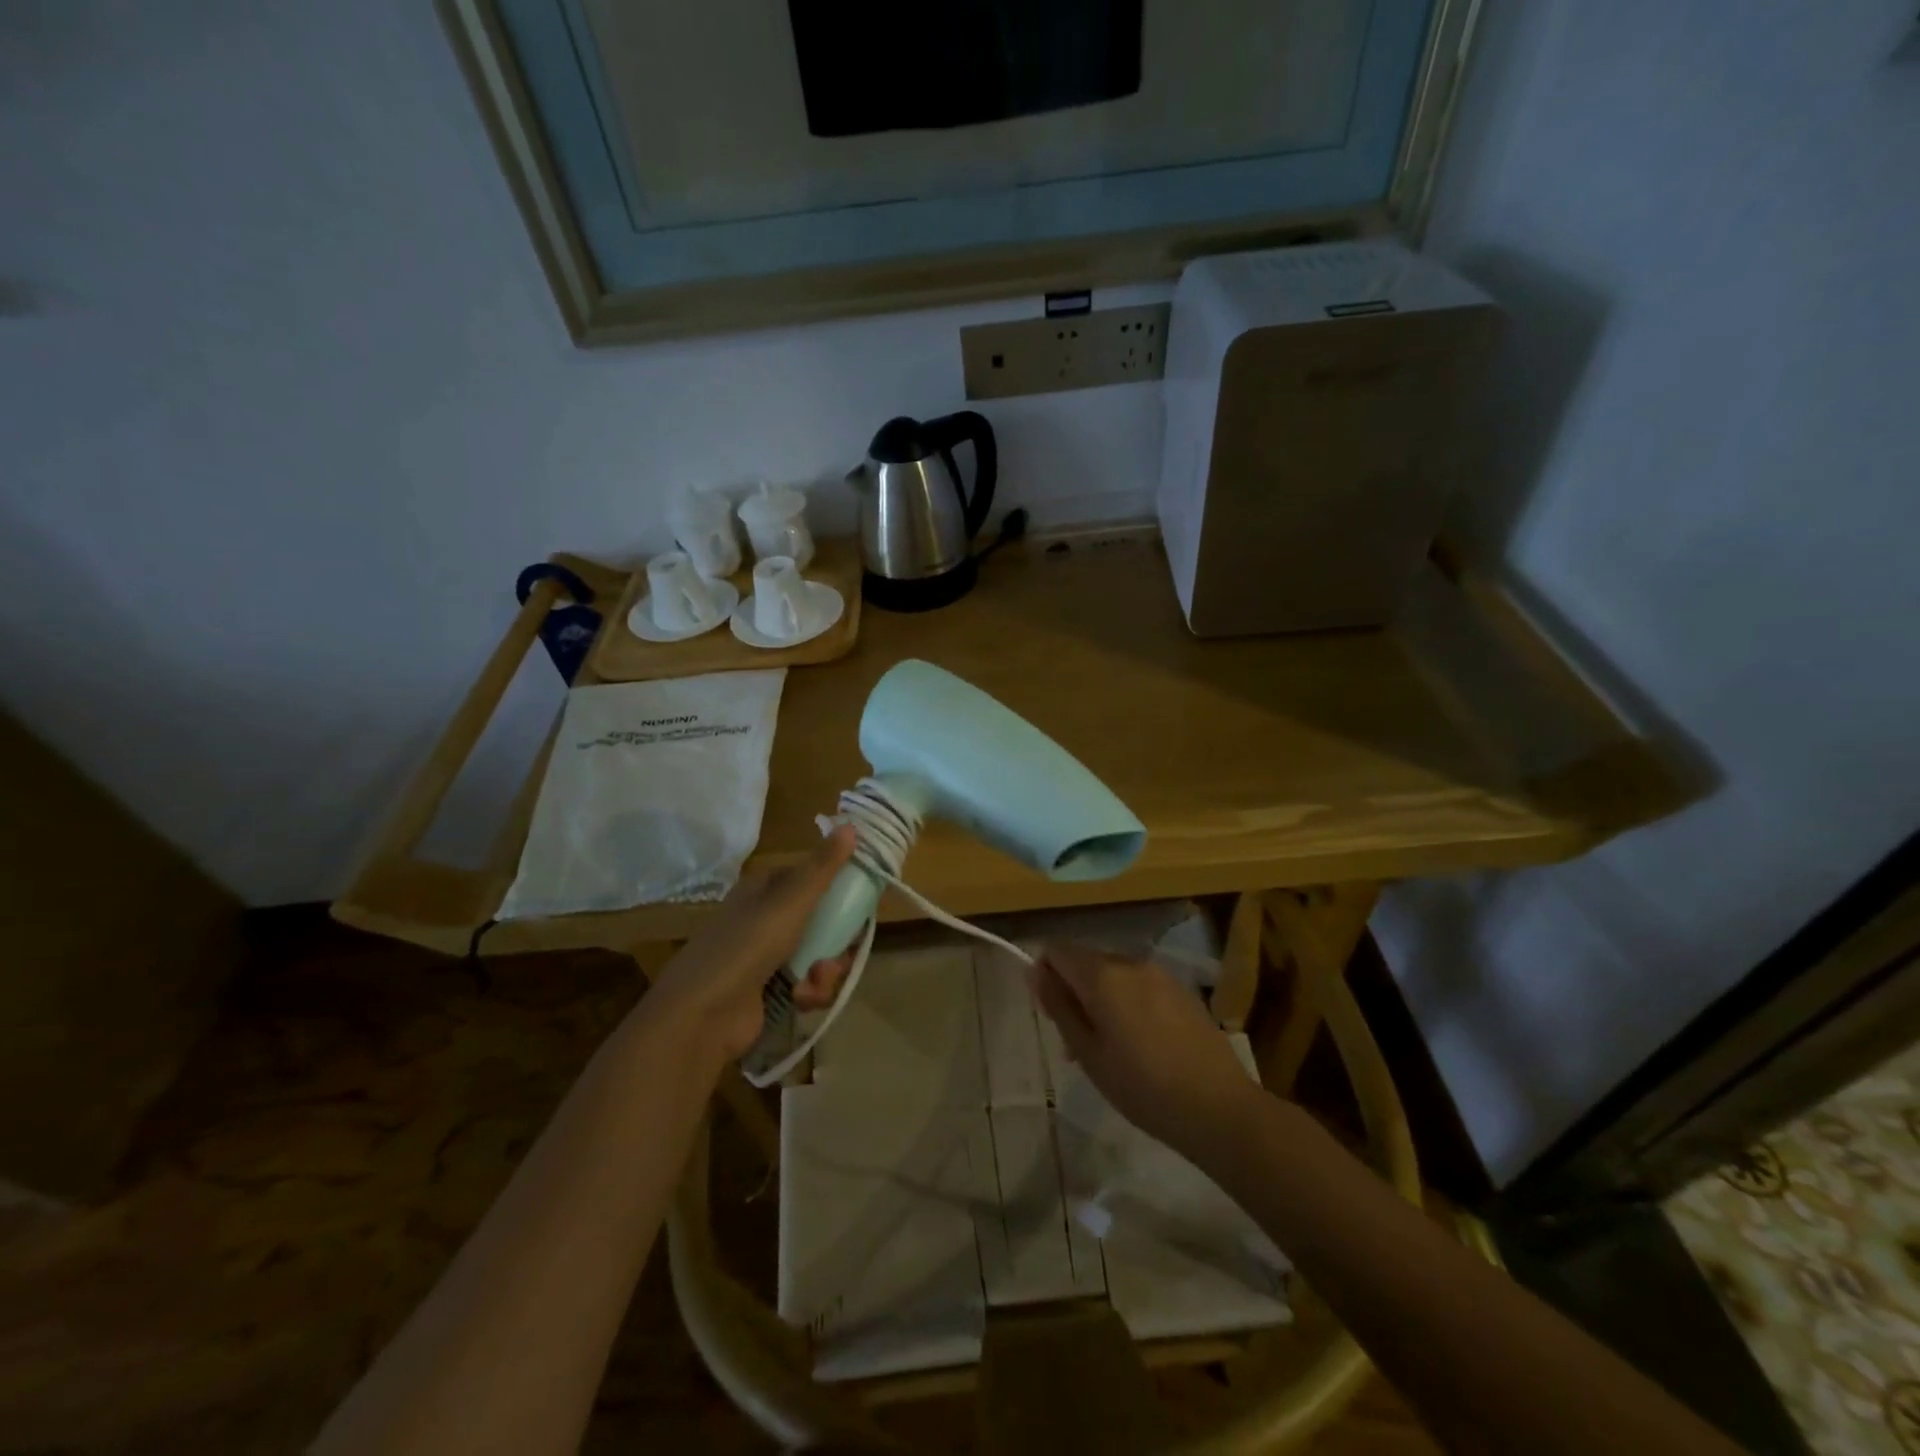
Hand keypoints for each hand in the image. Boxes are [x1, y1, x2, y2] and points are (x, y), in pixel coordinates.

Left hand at [641, 826, 859, 1064]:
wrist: (701, 1017)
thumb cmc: (746, 947)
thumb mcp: (790, 902)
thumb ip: (822, 867)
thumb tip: (850, 825)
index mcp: (765, 889)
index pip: (812, 877)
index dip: (839, 886)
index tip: (863, 898)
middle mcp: (766, 919)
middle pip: (822, 919)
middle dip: (838, 939)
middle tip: (844, 950)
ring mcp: (767, 957)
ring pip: (819, 954)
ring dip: (826, 971)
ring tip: (815, 981)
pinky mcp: (770, 992)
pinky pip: (807, 984)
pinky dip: (810, 992)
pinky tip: (802, 1000)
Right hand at [1030, 943, 1258, 1151]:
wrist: (1219, 1107)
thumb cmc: (1142, 1086)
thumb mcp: (1088, 1052)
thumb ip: (1059, 1006)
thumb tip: (1036, 971)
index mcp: (1103, 974)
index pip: (1057, 951)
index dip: (1045, 976)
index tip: (1052, 1015)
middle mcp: (1130, 962)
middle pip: (1086, 961)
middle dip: (1073, 991)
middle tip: (1077, 1043)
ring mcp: (1160, 974)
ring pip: (1113, 975)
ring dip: (1101, 999)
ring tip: (1110, 1050)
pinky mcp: (1182, 991)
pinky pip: (1140, 986)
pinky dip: (1128, 1004)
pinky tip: (1142, 1046)